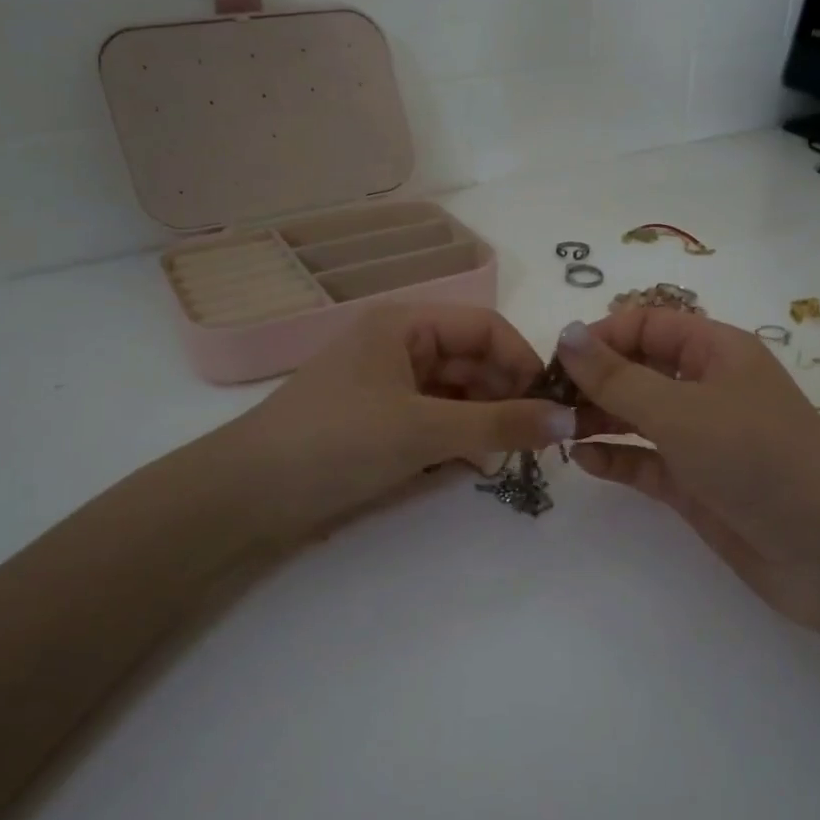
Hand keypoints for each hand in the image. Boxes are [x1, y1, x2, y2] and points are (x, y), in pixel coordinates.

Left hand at [222, 305, 574, 538]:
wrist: (248, 494)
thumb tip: (571, 419)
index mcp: (405, 325)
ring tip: (503, 455)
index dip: (523, 361)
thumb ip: (500, 424)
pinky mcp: (379, 422)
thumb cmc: (338, 441)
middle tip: (533, 440)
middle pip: (473, 360)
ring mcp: (387, 385)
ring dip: (484, 420)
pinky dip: (457, 438)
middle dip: (505, 395)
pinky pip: (435, 420)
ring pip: (456, 393)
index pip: (485, 327)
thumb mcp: (425, 429)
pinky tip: (472, 464)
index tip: (551, 405)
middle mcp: (398, 346)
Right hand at [558, 310, 819, 630]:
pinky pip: (646, 461)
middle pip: (639, 370)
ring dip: (598, 419)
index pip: (648, 325)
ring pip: (639, 417)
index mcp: (717, 351)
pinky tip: (583, 461)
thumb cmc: (754, 458)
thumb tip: (566, 333)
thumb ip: (616, 376)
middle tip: (545, 401)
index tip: (556, 361)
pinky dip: (616, 459)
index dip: (601, 336)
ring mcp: (702, 438)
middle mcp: (708, 388)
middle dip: (593, 380)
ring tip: (556, 430)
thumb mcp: (679, 410)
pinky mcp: (696, 484)